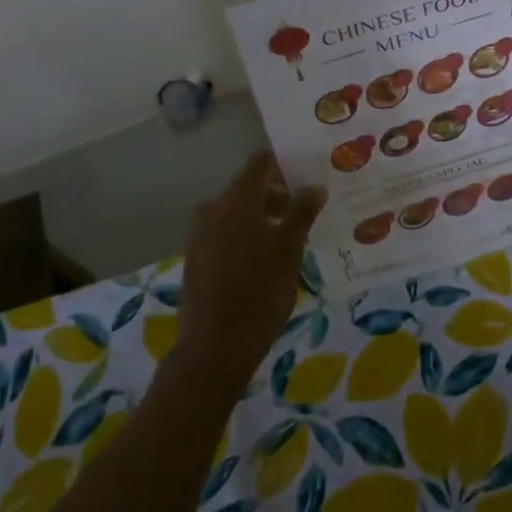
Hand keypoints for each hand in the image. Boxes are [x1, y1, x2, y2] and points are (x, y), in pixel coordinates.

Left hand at [176, 153, 325, 391]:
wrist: (213, 348)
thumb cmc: (259, 295)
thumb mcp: (289, 252)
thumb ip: (301, 213)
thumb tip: (314, 186)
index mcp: (237, 201)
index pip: (261, 163)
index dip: (285, 164)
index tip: (308, 174)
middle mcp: (213, 208)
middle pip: (249, 187)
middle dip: (279, 195)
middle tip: (308, 212)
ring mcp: (200, 233)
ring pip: (237, 212)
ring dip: (264, 217)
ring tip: (292, 239)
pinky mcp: (196, 256)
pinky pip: (226, 232)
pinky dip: (247, 234)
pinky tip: (266, 258)